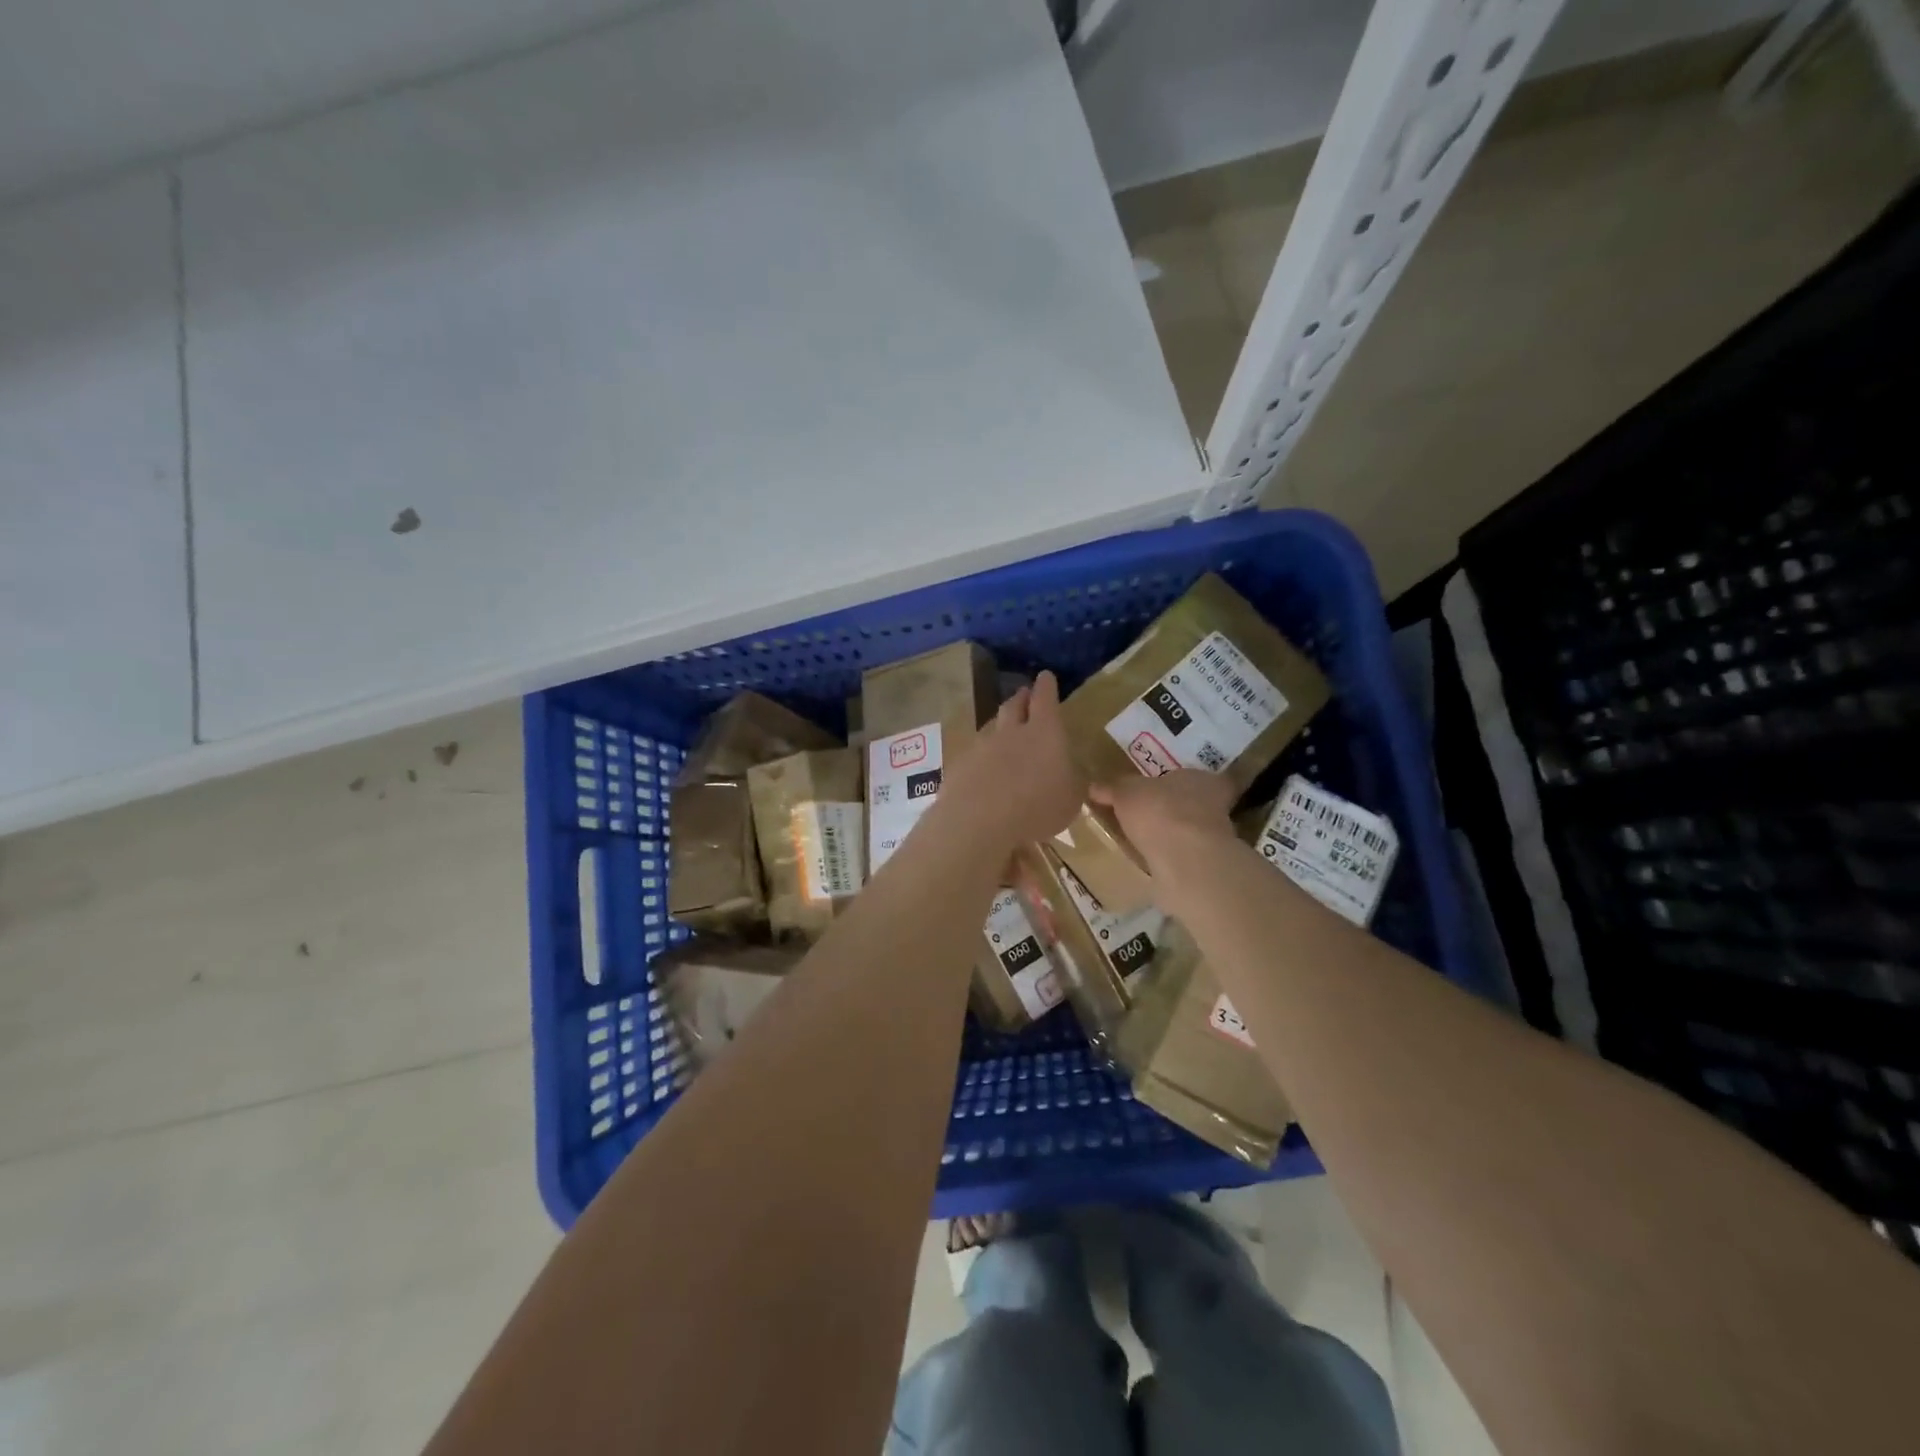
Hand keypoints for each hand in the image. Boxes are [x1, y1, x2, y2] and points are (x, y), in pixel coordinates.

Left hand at [938, 671, 1082, 850]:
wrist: (979, 822)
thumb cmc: (1038, 807)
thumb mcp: (1071, 799)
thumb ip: (1073, 780)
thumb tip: (1072, 772)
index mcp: (1044, 732)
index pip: (1045, 698)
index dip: (1046, 686)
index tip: (1046, 676)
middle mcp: (1012, 731)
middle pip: (1014, 705)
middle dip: (1021, 698)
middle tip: (1025, 696)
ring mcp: (982, 746)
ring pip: (993, 727)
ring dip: (1001, 726)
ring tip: (1006, 732)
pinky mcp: (961, 765)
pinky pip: (975, 753)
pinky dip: (983, 756)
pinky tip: (984, 769)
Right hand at [1089, 768, 1236, 871]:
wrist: (1186, 860)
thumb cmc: (1159, 812)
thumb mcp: (1126, 793)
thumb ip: (1113, 788)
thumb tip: (1094, 787)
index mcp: (1200, 779)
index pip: (1190, 777)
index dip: (1171, 783)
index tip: (1153, 792)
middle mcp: (1215, 805)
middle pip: (1191, 804)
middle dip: (1171, 810)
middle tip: (1145, 817)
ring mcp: (1215, 838)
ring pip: (1190, 832)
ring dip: (1172, 836)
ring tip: (1144, 842)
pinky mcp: (1206, 866)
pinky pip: (1185, 857)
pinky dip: (1171, 859)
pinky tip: (1152, 863)